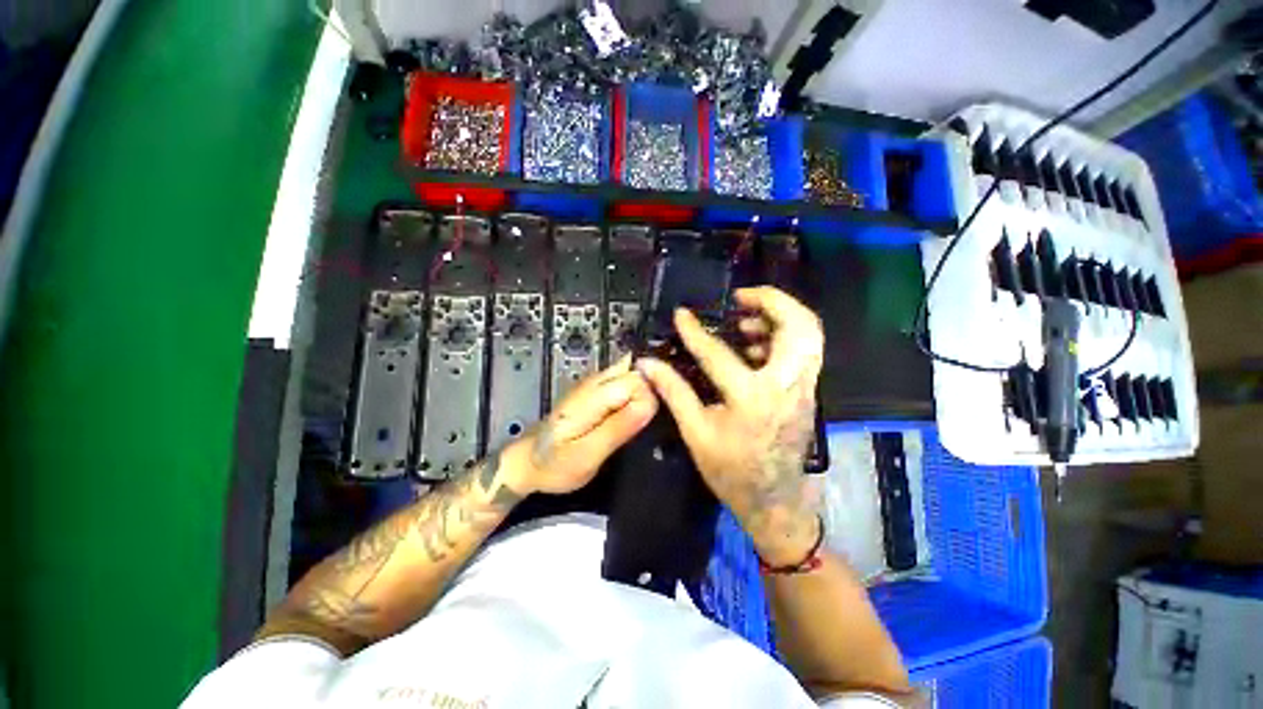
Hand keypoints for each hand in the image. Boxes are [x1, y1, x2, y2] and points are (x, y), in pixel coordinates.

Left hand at [509, 357, 657, 495]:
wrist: (529, 461)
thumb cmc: (555, 464)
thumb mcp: (587, 454)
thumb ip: (618, 428)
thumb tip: (649, 404)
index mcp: (594, 395)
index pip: (639, 380)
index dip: (649, 400)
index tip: (644, 424)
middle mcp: (595, 382)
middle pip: (638, 372)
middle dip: (648, 394)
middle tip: (641, 425)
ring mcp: (594, 384)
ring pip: (632, 374)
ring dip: (641, 394)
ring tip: (636, 423)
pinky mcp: (595, 391)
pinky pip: (624, 382)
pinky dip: (633, 396)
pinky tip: (629, 417)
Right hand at [637, 287, 823, 565]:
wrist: (774, 500)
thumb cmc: (731, 471)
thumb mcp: (695, 432)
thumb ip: (673, 392)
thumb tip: (648, 364)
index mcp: (752, 399)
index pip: (718, 353)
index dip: (694, 331)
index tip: (682, 314)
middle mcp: (786, 386)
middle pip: (799, 326)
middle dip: (772, 300)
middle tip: (740, 297)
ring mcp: (804, 388)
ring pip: (810, 334)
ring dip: (780, 316)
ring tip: (746, 318)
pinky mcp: (808, 392)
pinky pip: (806, 350)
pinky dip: (785, 335)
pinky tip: (756, 344)